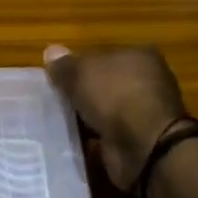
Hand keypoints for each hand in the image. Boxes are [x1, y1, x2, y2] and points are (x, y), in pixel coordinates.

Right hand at [44, 44, 188, 190]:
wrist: (144, 146)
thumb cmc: (115, 96)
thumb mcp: (81, 73)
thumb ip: (65, 65)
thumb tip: (51, 51)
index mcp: (140, 56)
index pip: (104, 56)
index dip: (80, 65)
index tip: (57, 79)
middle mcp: (147, 82)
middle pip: (105, 84)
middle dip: (83, 94)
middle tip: (54, 101)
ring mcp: (144, 113)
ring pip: (106, 111)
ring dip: (87, 118)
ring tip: (57, 123)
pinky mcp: (139, 141)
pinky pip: (108, 136)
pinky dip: (93, 140)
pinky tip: (72, 142)